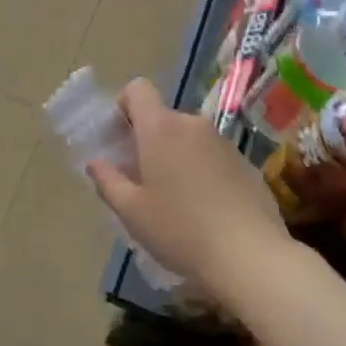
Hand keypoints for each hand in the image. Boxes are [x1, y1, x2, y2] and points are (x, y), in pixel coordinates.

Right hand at [86, 78, 287, 293]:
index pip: (138, 90)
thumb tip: (96, 162)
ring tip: (173, 199)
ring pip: (188, 138)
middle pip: (162, 118)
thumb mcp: (131, 212)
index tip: (118, 139)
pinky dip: (201, 171)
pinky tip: (204, 209)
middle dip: (147, 141)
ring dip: (175, 156)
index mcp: (160, 128)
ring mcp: (223, 142)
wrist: (250, 256)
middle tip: (140, 180)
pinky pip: (212, 156)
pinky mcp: (245, 163)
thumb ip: (107, 180)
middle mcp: (193, 124)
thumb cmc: (180, 230)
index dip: (123, 106)